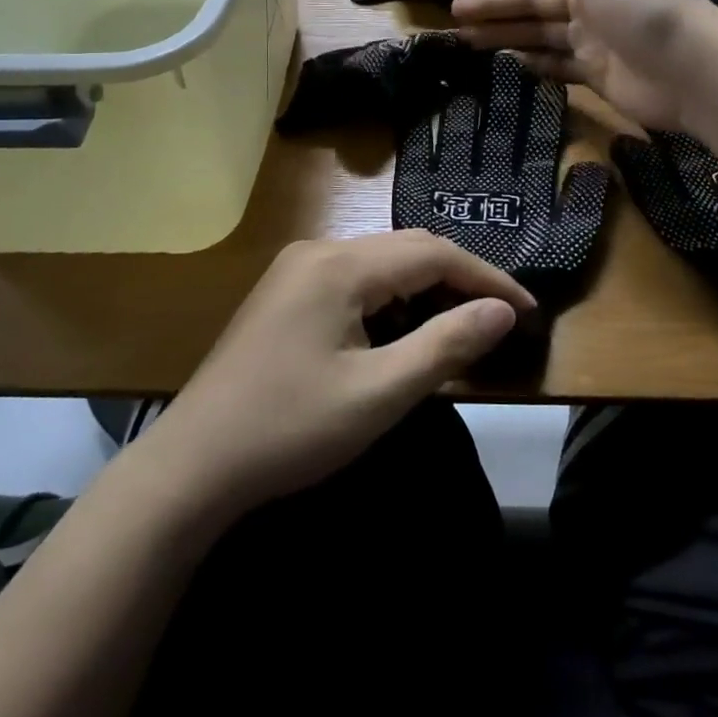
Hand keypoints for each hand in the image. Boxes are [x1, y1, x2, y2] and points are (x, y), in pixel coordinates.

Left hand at [133, 231, 532, 525]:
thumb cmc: (290, 429)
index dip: (486, 279)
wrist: (191, 466)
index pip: (432, 253)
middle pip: (406, 251)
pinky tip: (402, 333)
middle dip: (458, 280)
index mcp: (340, 265)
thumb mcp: (379, 394)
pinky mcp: (285, 295)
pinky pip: (354, 282)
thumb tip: (502, 311)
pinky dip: (391, 301)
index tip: (526, 312)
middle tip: (499, 320)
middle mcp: (318, 251)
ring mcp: (296, 270)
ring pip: (380, 265)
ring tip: (460, 328)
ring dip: (424, 290)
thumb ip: (446, 345)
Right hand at [451, 0, 717, 130]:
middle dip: (497, 3)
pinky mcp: (596, 73)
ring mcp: (594, 38)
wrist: (688, 69)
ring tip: (466, 40)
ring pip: (539, 33)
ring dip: (505, 34)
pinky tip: (507, 63)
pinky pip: (556, 65)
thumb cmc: (639, 2)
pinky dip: (533, 64)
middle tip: (456, 12)